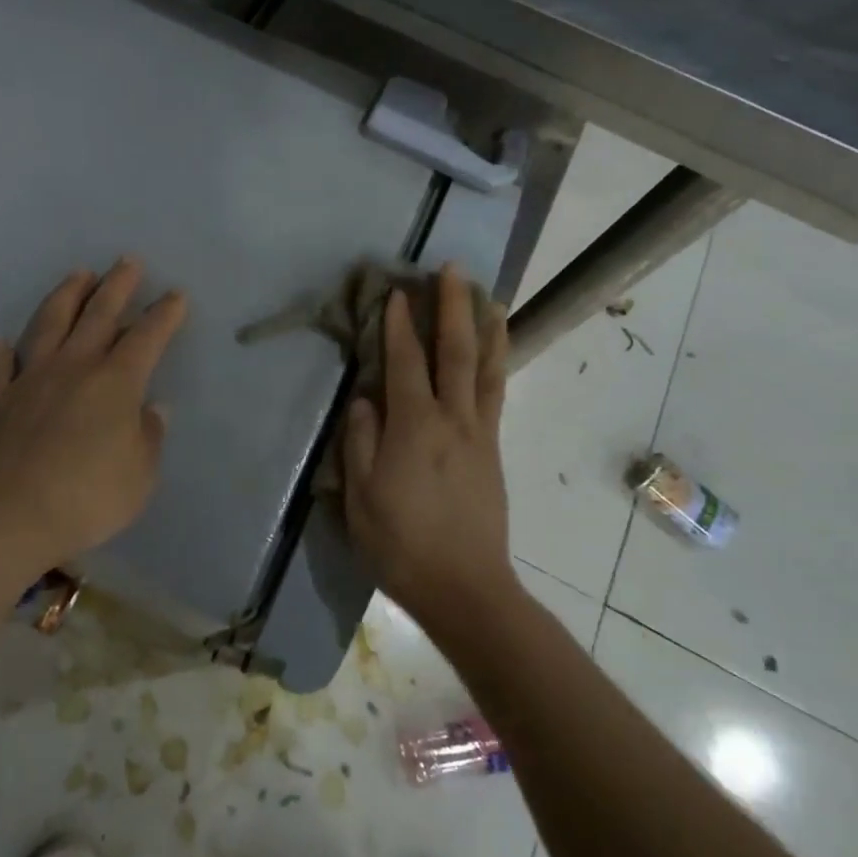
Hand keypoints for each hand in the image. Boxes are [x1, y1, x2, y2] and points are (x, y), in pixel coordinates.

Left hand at [0, 259, 187, 570]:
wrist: (12, 516)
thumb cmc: (89, 496)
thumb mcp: (141, 474)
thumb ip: (148, 436)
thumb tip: (152, 409)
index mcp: (116, 382)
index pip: (147, 337)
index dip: (164, 314)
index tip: (175, 294)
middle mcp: (74, 367)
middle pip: (99, 315)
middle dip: (118, 286)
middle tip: (128, 261)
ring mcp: (32, 379)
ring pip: (50, 324)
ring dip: (67, 296)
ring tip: (78, 274)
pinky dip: (0, 352)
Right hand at [342, 264, 515, 629]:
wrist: (465, 587)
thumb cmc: (401, 543)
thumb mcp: (360, 496)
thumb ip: (360, 441)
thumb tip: (365, 399)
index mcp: (414, 426)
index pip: (406, 362)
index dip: (399, 325)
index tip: (397, 291)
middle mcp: (452, 419)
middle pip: (456, 351)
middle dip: (453, 306)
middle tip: (453, 269)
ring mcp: (480, 433)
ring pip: (487, 368)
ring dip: (487, 327)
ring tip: (489, 296)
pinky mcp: (493, 450)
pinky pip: (496, 393)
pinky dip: (497, 362)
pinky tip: (496, 351)